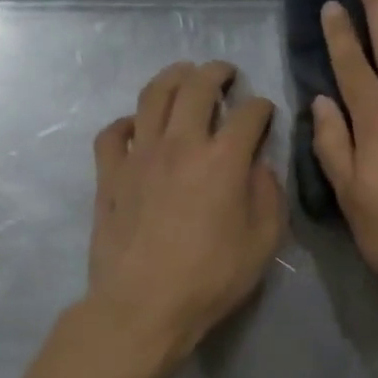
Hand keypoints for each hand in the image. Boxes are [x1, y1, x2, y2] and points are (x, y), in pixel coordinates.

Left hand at [87, 61, 284, 360]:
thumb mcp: (263, 242)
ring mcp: (139, 156)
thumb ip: (269, 196)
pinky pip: (113, 133)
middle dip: (216, 73)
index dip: (262, 107)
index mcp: (223, 160)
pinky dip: (127, 122)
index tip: (265, 112)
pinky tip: (137, 127)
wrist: (144, 305)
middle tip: (225, 73)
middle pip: (196, 88)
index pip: (248, 114)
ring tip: (183, 75)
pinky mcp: (109, 175)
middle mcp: (180, 144)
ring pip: (152, 97)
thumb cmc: (211, 278)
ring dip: (172, 78)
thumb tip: (260, 167)